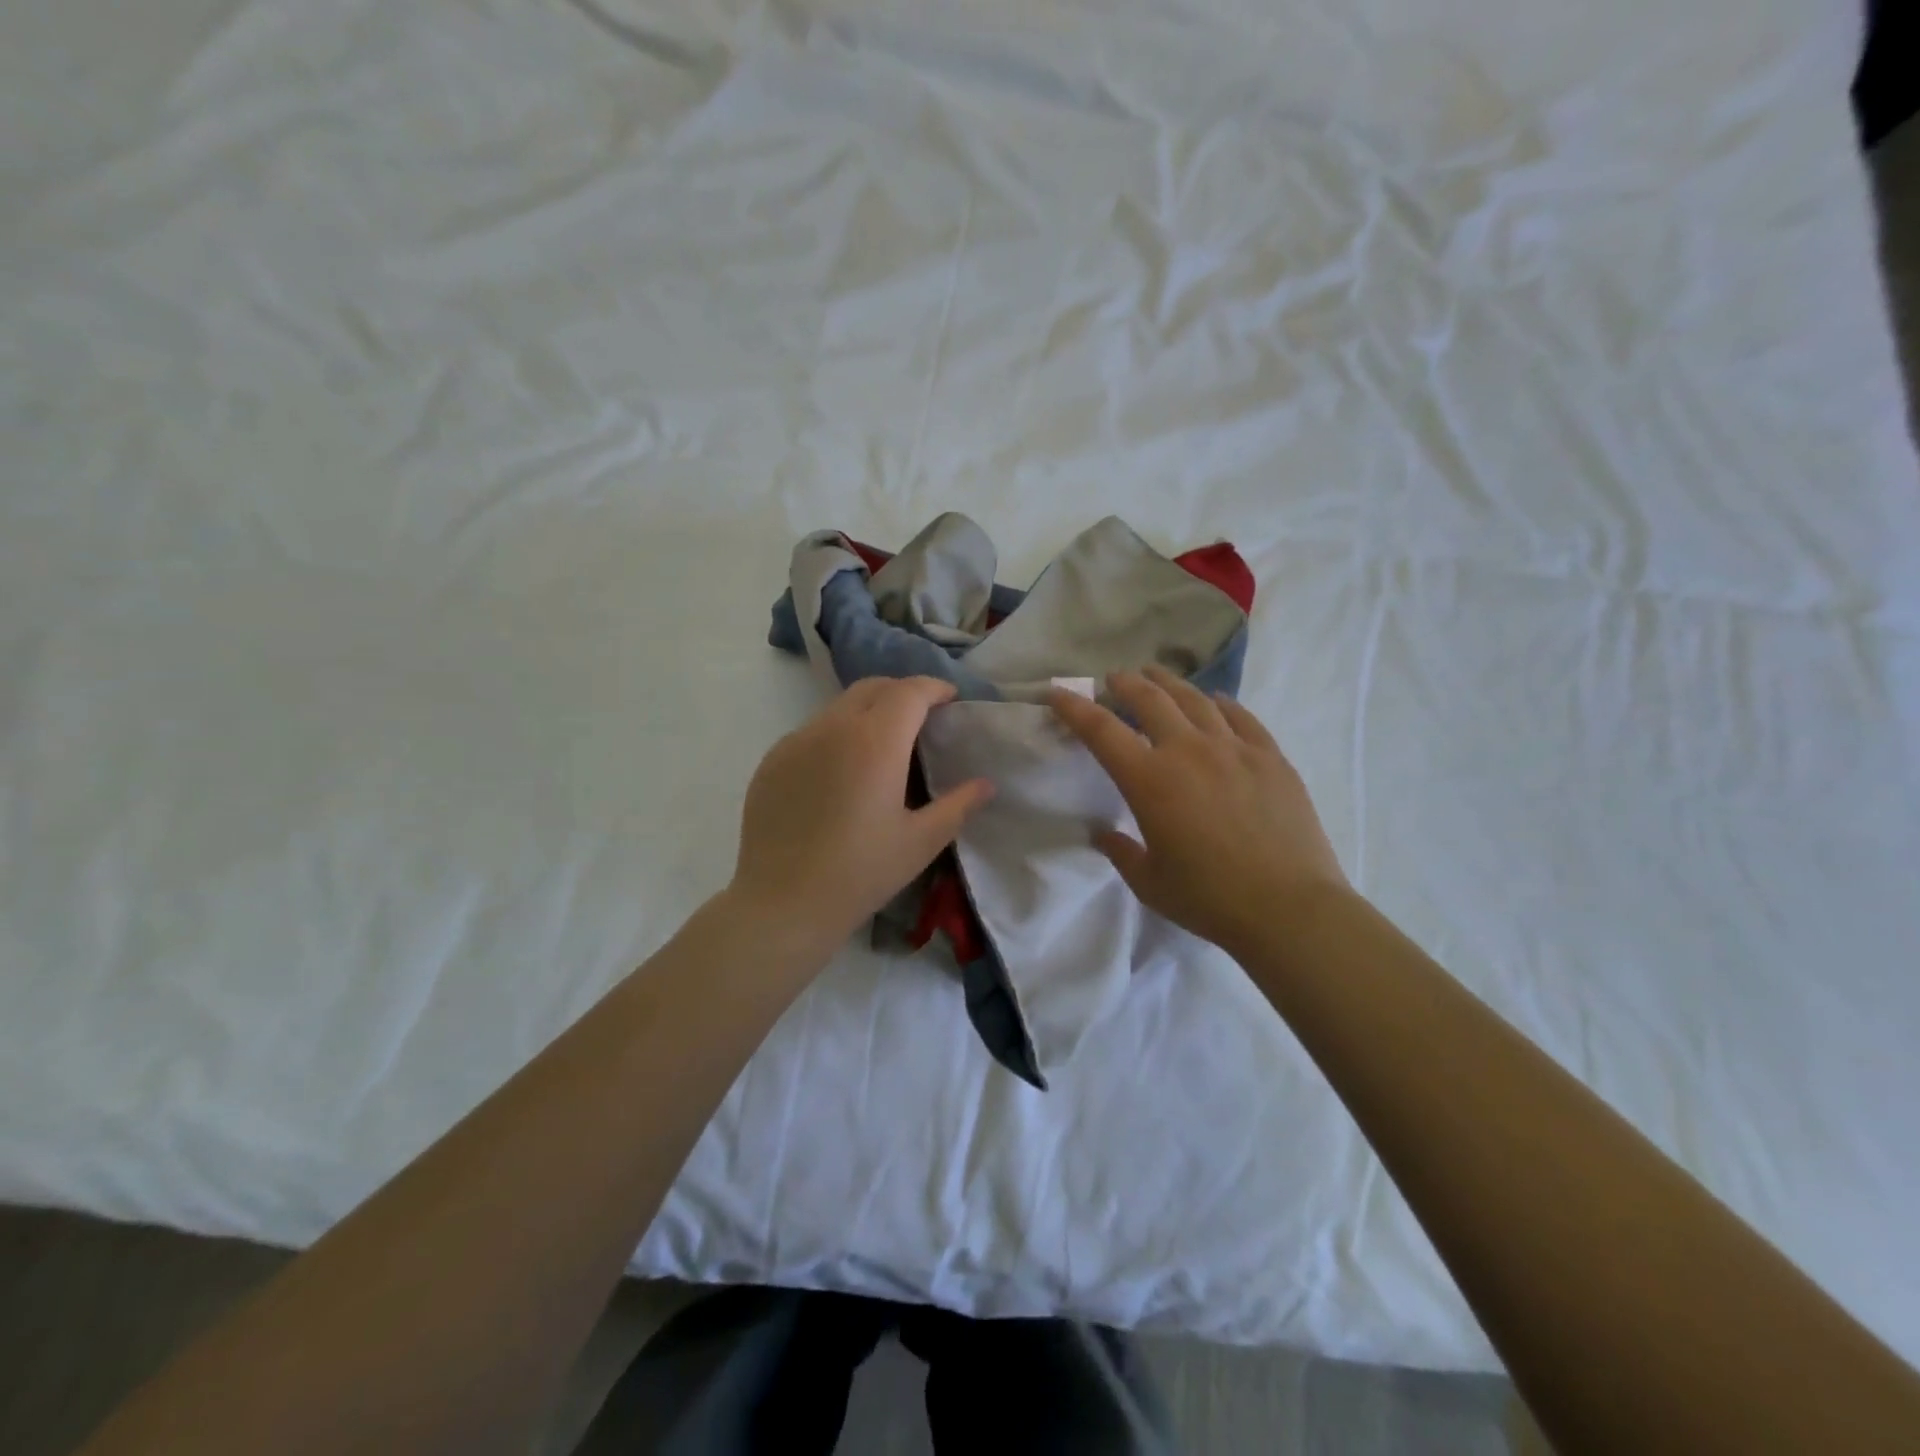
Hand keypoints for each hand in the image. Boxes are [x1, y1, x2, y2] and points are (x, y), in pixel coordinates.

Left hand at [730, 677, 994, 955]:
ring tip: (882, 747)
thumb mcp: (920, 842)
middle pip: (872, 688)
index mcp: (875, 741)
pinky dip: (836, 735)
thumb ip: (958, 805)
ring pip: (839, 707)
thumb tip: (985, 784)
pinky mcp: (772, 761)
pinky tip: (841, 774)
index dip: (935, 688)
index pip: (910, 691)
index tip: (950, 701)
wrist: (782, 904)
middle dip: (902, 693)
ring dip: (868, 713)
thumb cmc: (860, 873)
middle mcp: (832, 728)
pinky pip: (812, 732)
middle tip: (921, 719)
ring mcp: (796, 741)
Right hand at [1049, 666, 1347, 954]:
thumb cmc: (1209, 899)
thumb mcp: (1149, 882)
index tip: (1057, 693)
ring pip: (1194, 699)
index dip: (1074, 707)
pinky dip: (1220, 703)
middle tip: (1113, 679)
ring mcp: (1233, 749)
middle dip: (1124, 684)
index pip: (1101, 730)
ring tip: (1156, 675)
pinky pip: (1240, 716)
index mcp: (1149, 780)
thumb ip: (1121, 852)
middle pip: (1149, 699)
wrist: (1289, 908)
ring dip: (1168, 683)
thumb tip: (1103, 834)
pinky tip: (1214, 701)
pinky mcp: (1270, 757)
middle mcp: (1188, 751)